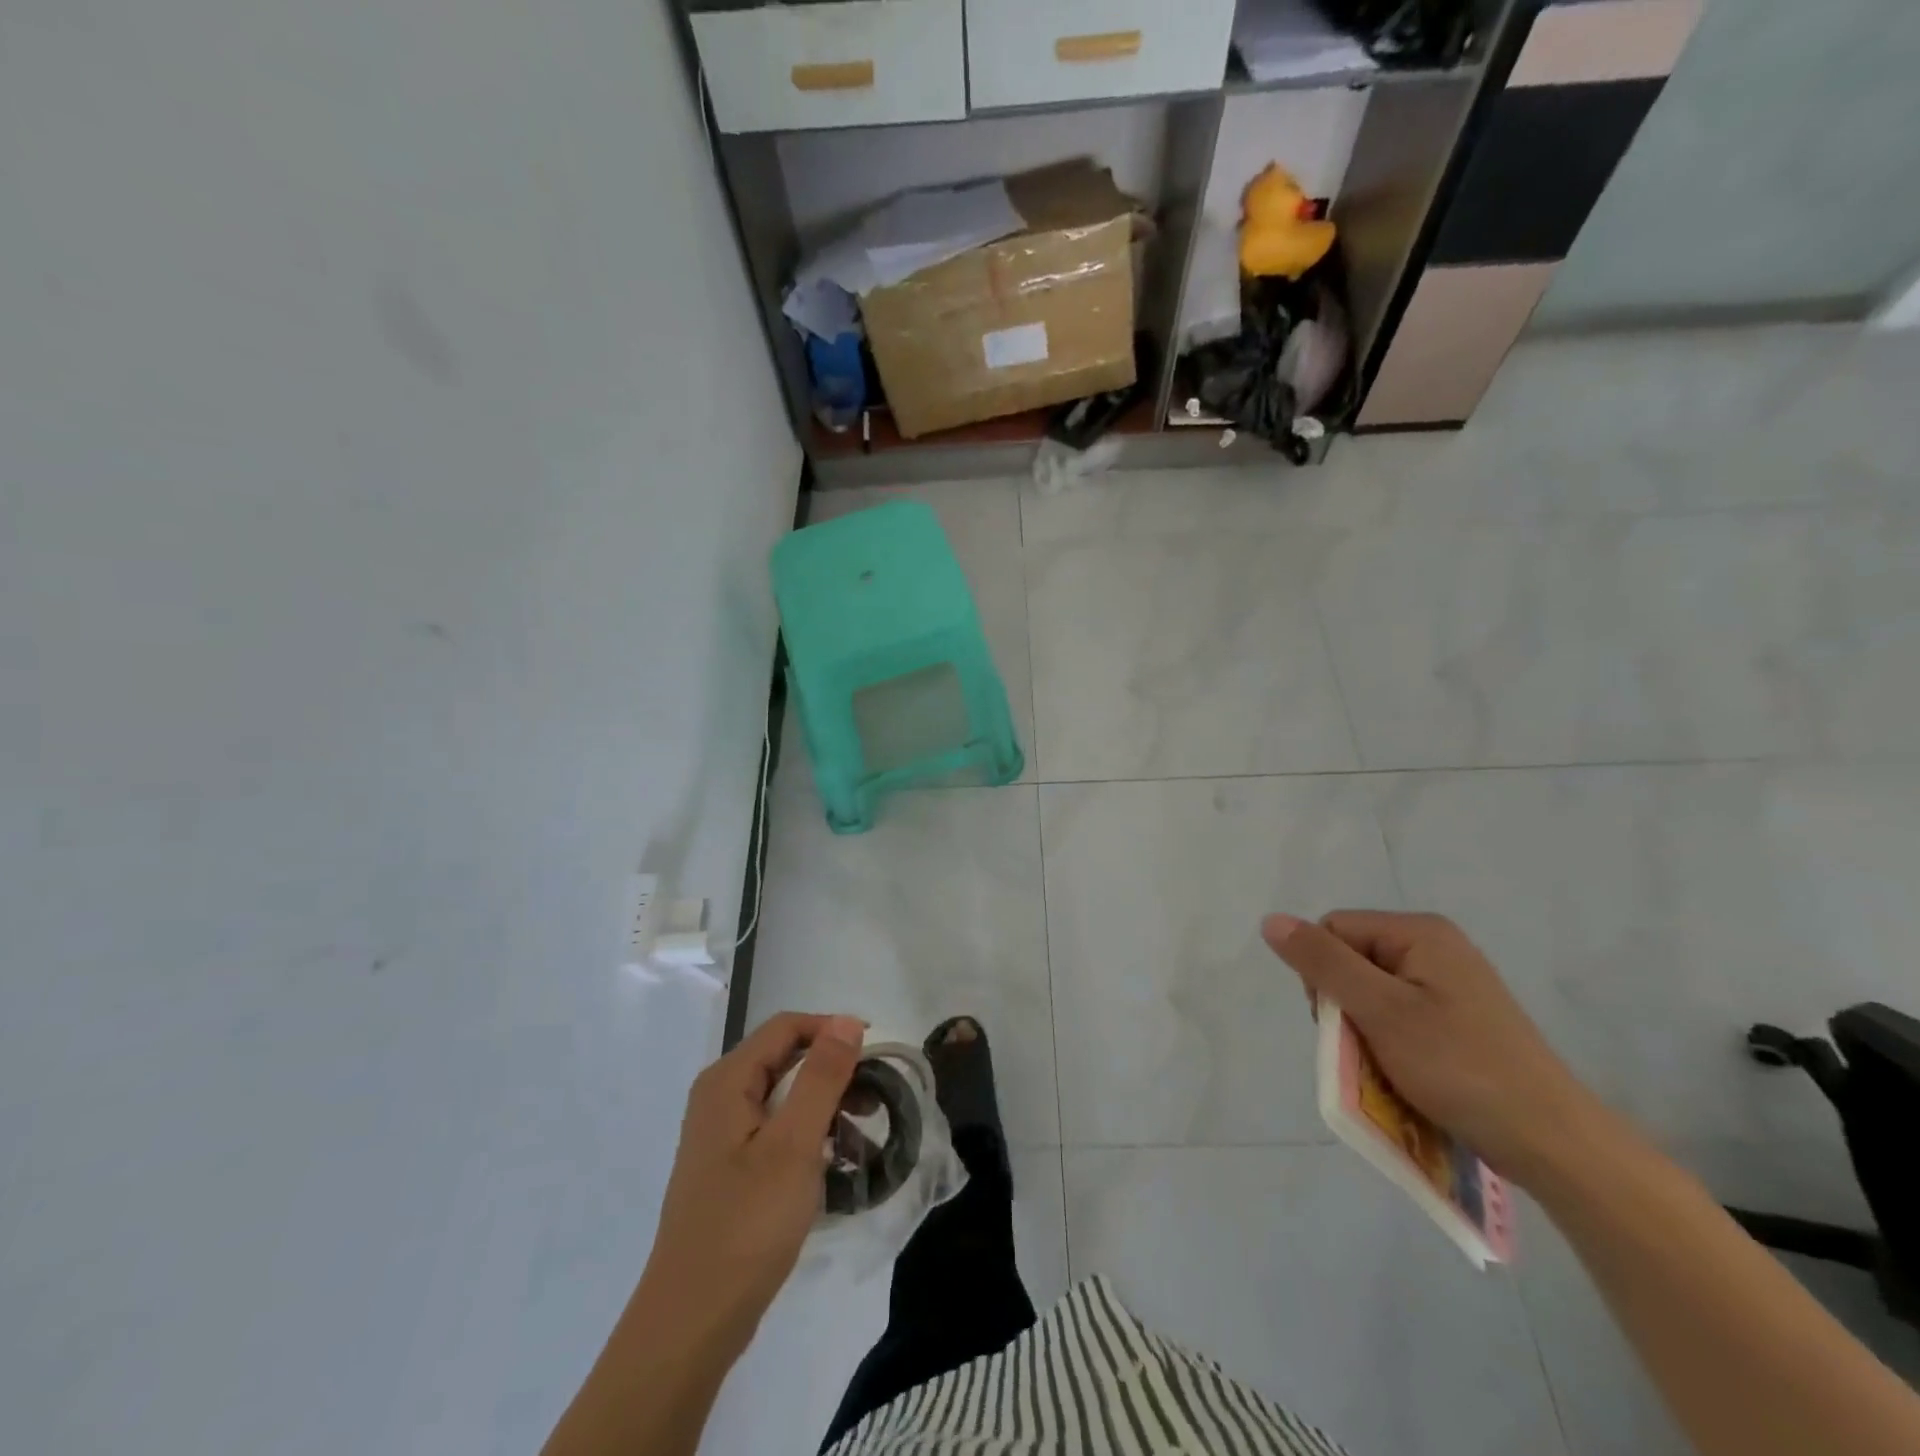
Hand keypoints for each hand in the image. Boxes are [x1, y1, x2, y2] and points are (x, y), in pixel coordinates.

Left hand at [637, 1012, 865, 1355]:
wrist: (691, 1322)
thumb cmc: (746, 1224)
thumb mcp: (794, 1145)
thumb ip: (822, 1077)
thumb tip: (846, 1021)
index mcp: (727, 1081)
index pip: (787, 1027)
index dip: (833, 1030)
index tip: (876, 1055)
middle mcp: (719, 1097)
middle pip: (785, 1059)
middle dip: (833, 1074)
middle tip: (875, 1102)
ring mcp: (721, 1136)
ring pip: (783, 1097)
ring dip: (825, 1109)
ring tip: (860, 1140)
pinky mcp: (728, 1169)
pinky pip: (775, 1131)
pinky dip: (807, 1138)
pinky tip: (832, 1167)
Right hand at [1263, 910, 1605, 1187]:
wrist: (1554, 1143)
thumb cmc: (1460, 1068)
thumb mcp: (1381, 1011)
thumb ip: (1323, 963)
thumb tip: (1270, 920)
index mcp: (1419, 932)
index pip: (1333, 930)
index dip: (1322, 973)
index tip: (1342, 1021)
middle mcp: (1436, 947)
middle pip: (1351, 958)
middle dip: (1344, 1004)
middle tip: (1365, 1047)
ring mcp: (1451, 984)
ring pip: (1372, 992)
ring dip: (1365, 1029)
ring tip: (1387, 1066)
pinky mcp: (1459, 1019)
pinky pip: (1399, 1015)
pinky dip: (1390, 1042)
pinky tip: (1406, 1072)